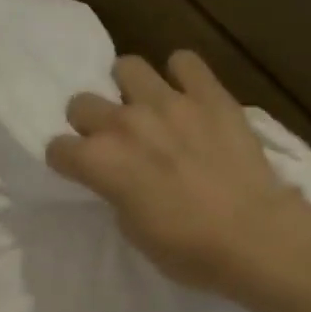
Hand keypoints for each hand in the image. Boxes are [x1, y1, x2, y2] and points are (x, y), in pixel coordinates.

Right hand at [47, 51, 306, 294]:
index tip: (80, 171)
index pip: (58, 149)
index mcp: (100, 162)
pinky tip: (189, 96)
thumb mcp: (133, 231)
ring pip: (127, 67)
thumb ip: (117, 193)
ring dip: (129, 89)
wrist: (252, 236)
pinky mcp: (209, 94)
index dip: (67, 162)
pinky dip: (182, 75)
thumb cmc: (187, 249)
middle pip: (82, 104)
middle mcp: (125, 123)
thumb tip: (122, 177)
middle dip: (89, 123)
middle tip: (112, 142)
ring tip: (146, 109)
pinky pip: (184, 61)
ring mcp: (168, 102)